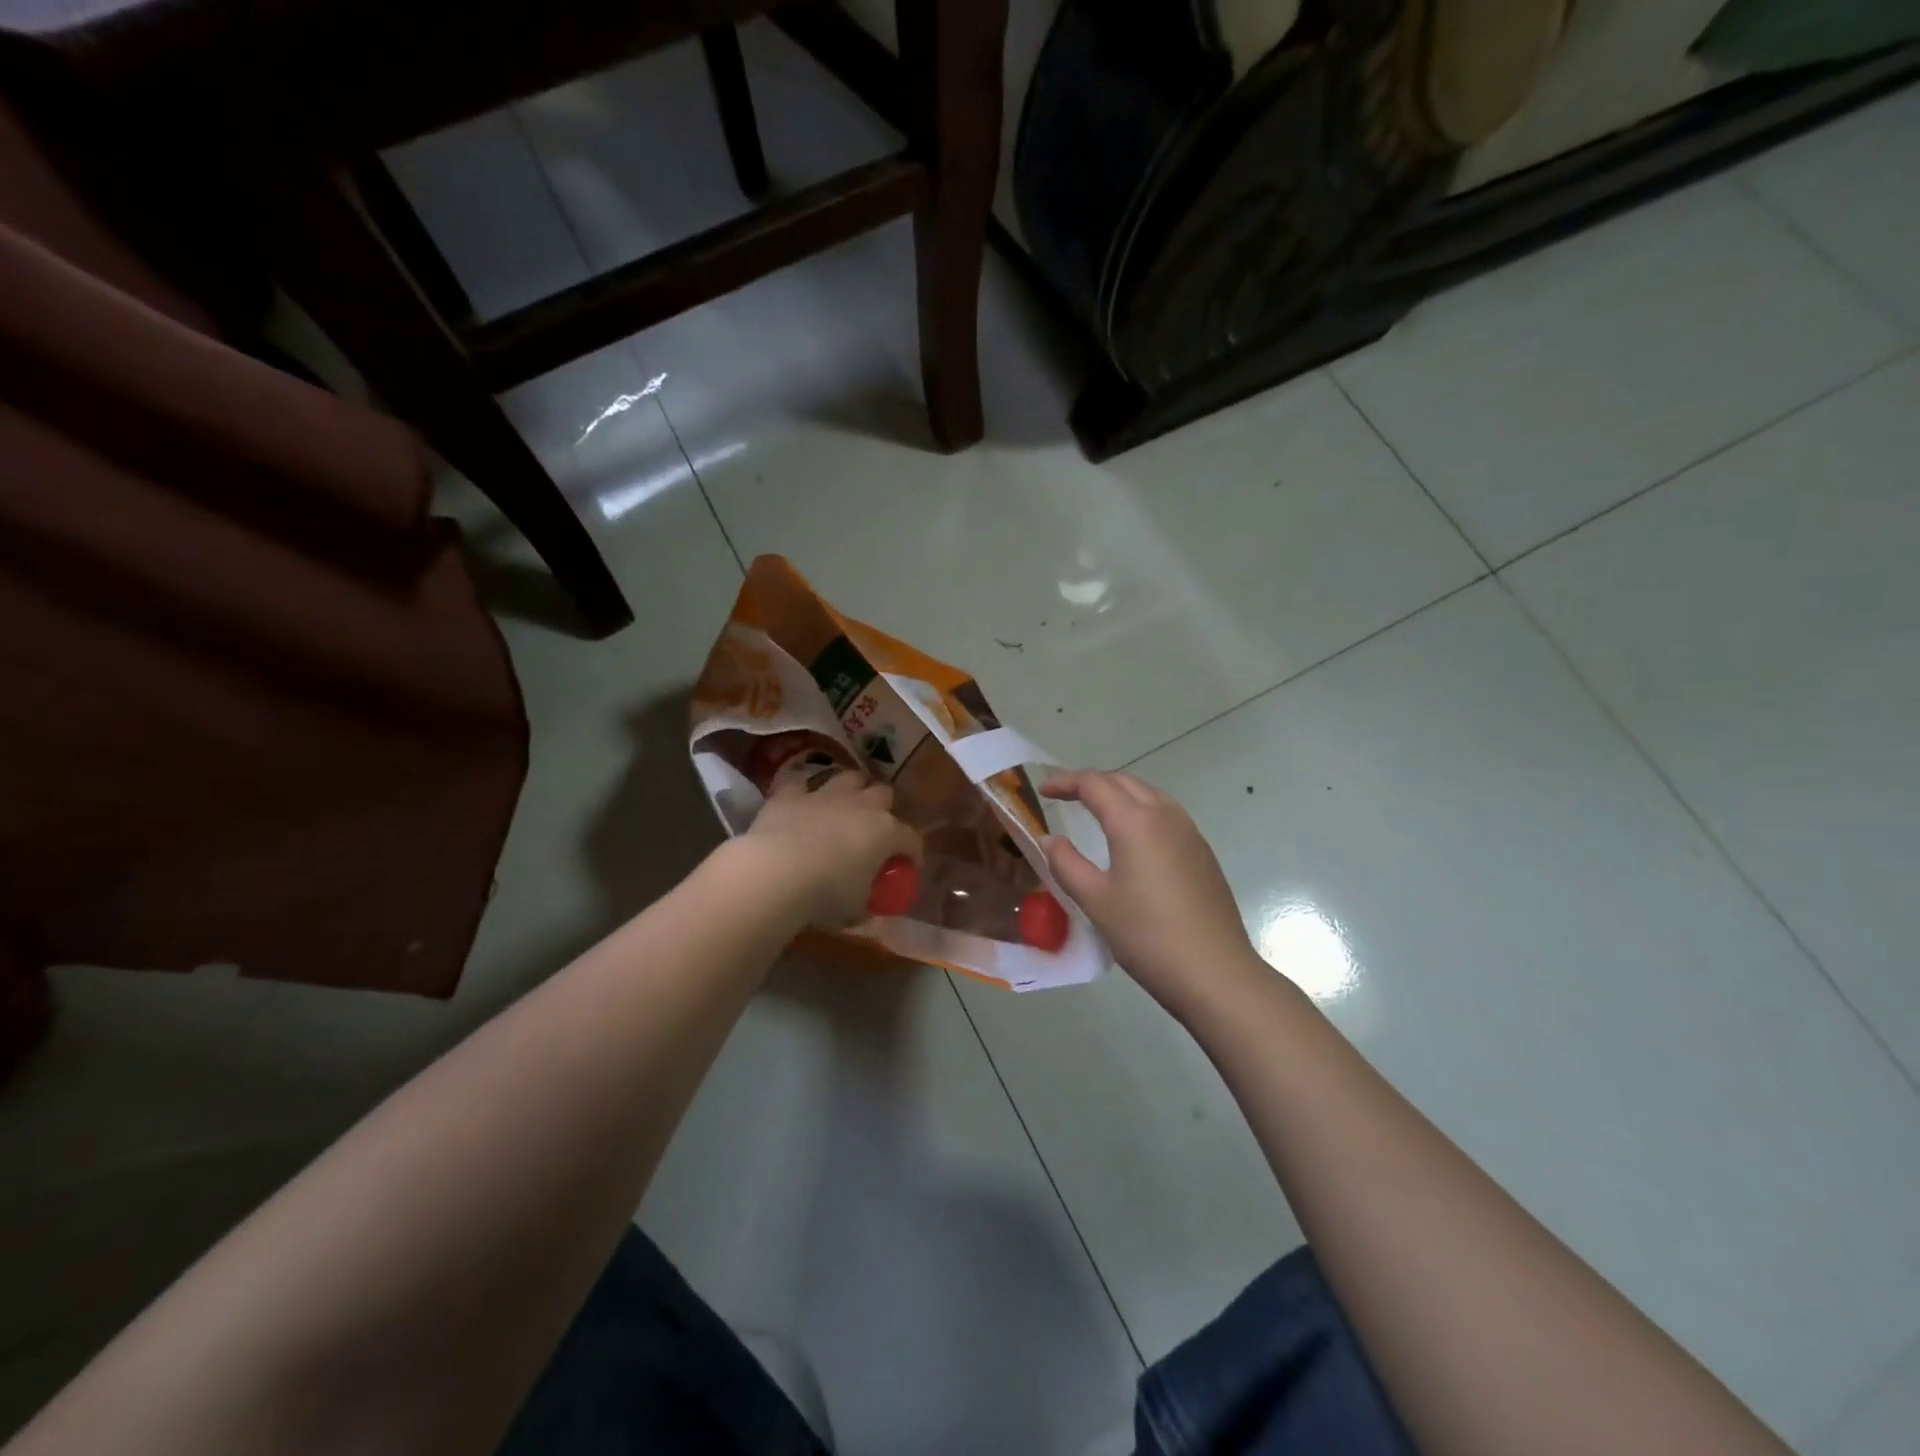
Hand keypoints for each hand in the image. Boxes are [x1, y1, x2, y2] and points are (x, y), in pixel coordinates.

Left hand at [744, 770, 921, 928]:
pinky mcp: (790, 795)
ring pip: (848, 778)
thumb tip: (870, 908)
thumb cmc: (825, 896)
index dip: (913, 854)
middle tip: (873, 831)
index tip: (908, 868)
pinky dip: (803, 794)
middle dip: (883, 809)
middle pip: (883, 794)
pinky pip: (801, 785)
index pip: (911, 839)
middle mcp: (860, 805)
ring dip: (850, 791)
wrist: (774, 874)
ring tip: (843, 809)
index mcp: (885, 832)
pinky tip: (800, 806)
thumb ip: (867, 903)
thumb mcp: (856, 910)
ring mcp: (824, 795)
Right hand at [1043, 770, 1263, 1018]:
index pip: (1094, 784)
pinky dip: (1141, 810)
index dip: (1066, 782)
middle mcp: (1165, 815)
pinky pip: (1166, 814)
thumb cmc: (1147, 936)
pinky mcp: (1203, 853)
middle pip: (1124, 781)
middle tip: (1065, 796)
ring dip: (1119, 793)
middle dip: (1092, 782)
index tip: (1043, 791)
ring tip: (1096, 810)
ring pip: (1149, 794)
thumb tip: (1051, 839)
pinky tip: (1133, 837)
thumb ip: (1066, 864)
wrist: (1215, 972)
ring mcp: (1189, 832)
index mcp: (1134, 821)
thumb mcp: (1095, 900)